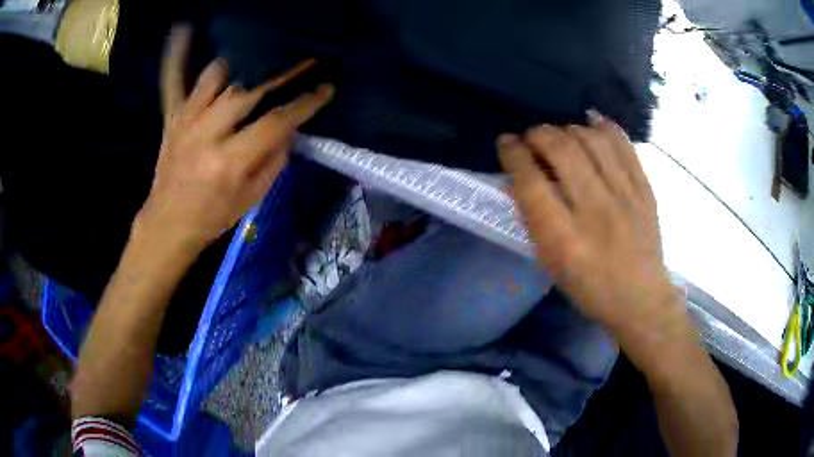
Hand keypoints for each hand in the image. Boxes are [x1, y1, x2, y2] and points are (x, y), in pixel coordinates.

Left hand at [135, 25, 333, 250]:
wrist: (168, 223)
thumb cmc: (212, 215)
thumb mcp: (252, 198)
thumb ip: (273, 160)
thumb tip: (290, 127)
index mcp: (229, 160)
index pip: (275, 122)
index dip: (305, 103)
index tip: (326, 88)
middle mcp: (206, 133)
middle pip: (248, 91)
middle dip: (281, 74)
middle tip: (304, 60)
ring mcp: (185, 120)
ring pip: (216, 77)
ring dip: (242, 64)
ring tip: (260, 56)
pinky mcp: (171, 117)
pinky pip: (172, 80)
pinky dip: (176, 55)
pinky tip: (184, 29)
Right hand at [498, 113, 684, 343]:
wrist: (641, 299)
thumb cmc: (590, 288)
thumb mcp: (552, 265)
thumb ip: (534, 220)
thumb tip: (518, 178)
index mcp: (565, 240)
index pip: (531, 182)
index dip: (513, 154)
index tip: (506, 142)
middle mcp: (596, 212)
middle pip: (562, 150)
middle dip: (538, 134)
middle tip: (531, 137)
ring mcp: (625, 197)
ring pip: (592, 140)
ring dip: (568, 129)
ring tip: (561, 136)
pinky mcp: (645, 189)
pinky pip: (623, 143)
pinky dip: (603, 126)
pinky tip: (591, 122)